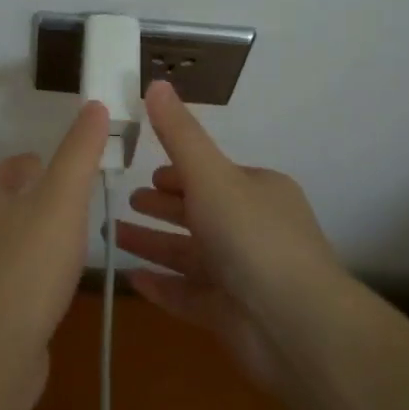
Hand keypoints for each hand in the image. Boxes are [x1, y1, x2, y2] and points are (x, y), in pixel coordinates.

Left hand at [0, 100, 109, 409]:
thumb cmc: (27, 266)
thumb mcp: (62, 198)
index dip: (51, 166)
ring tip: (78, 248)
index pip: (19, 165)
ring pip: (18, 239)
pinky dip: (38, 274)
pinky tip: (59, 287)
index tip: (84, 178)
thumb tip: (94, 104)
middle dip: (50, 203)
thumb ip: (80, 151)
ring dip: (45, 239)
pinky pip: (18, 276)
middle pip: (17, 201)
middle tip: (87, 212)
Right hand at [119, 81, 343, 385]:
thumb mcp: (211, 175)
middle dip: (163, 207)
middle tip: (127, 202)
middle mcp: (253, 230)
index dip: (180, 173)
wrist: (295, 327)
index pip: (213, 175)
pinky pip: (188, 295)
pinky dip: (162, 285)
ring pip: (189, 255)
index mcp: (258, 192)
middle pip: (200, 213)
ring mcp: (242, 275)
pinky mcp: (230, 315)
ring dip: (154, 244)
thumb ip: (179, 134)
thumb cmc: (252, 237)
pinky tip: (132, 279)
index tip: (147, 173)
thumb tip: (155, 83)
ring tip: (113, 236)